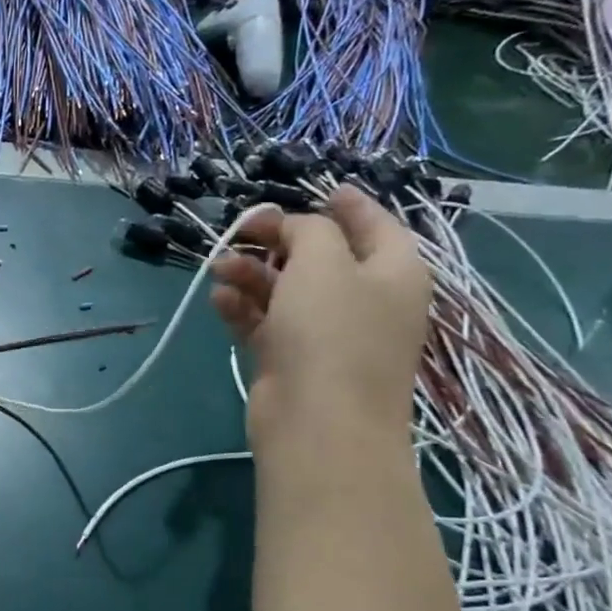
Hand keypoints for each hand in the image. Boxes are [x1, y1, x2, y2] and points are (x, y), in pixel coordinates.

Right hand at [210, 187, 430, 444]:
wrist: (318, 423)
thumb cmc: (332, 332)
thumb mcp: (323, 262)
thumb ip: (308, 230)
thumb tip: (291, 229)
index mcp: (393, 270)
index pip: (375, 224)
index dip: (348, 204)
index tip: (320, 187)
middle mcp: (364, 299)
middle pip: (320, 256)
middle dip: (278, 240)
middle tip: (241, 229)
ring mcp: (327, 334)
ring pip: (286, 289)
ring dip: (252, 273)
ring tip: (218, 267)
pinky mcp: (291, 360)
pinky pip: (266, 322)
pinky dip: (243, 308)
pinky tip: (219, 298)